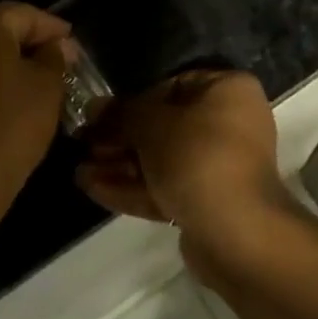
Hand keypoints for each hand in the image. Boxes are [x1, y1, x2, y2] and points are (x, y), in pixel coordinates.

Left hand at [0, 3, 70, 199]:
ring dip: (14, 59)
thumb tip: (59, 46)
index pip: (25, 14)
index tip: (74, 42)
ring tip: (44, 74)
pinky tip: (19, 91)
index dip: (53, 27)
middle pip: (2, 29)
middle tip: (62, 56)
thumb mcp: (48, 81)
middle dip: (33, 41)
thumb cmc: (15, 118)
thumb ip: (55, 55)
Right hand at [74, 69, 291, 262]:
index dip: (133, 100)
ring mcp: (221, 166)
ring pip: (163, 160)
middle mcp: (231, 123)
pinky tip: (94, 189)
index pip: (173, 85)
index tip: (99, 114)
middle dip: (121, 138)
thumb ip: (121, 113)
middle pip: (165, 125)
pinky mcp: (209, 202)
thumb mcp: (152, 125)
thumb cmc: (198, 158)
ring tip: (80, 171)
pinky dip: (134, 188)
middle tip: (84, 144)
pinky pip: (168, 187)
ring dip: (122, 165)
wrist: (237, 233)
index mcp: (228, 90)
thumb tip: (93, 106)